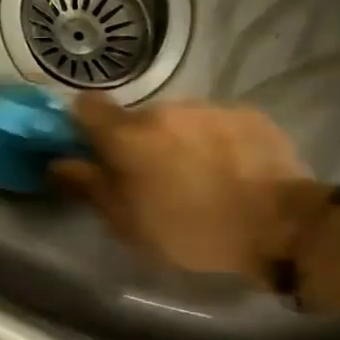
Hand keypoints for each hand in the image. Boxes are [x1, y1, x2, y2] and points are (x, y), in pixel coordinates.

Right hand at [52, 96, 321, 282]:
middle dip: (135, 142)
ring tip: (194, 177)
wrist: (282, 227)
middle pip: (135, 119)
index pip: (86, 107)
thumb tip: (57, 163)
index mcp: (128, 136)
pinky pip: (213, 124)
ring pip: (176, 120)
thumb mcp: (127, 223)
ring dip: (175, 141)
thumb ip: (88, 187)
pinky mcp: (247, 114)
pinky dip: (211, 142)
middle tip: (149, 179)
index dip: (82, 124)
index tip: (89, 149)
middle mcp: (164, 110)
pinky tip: (226, 170)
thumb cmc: (191, 232)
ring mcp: (209, 108)